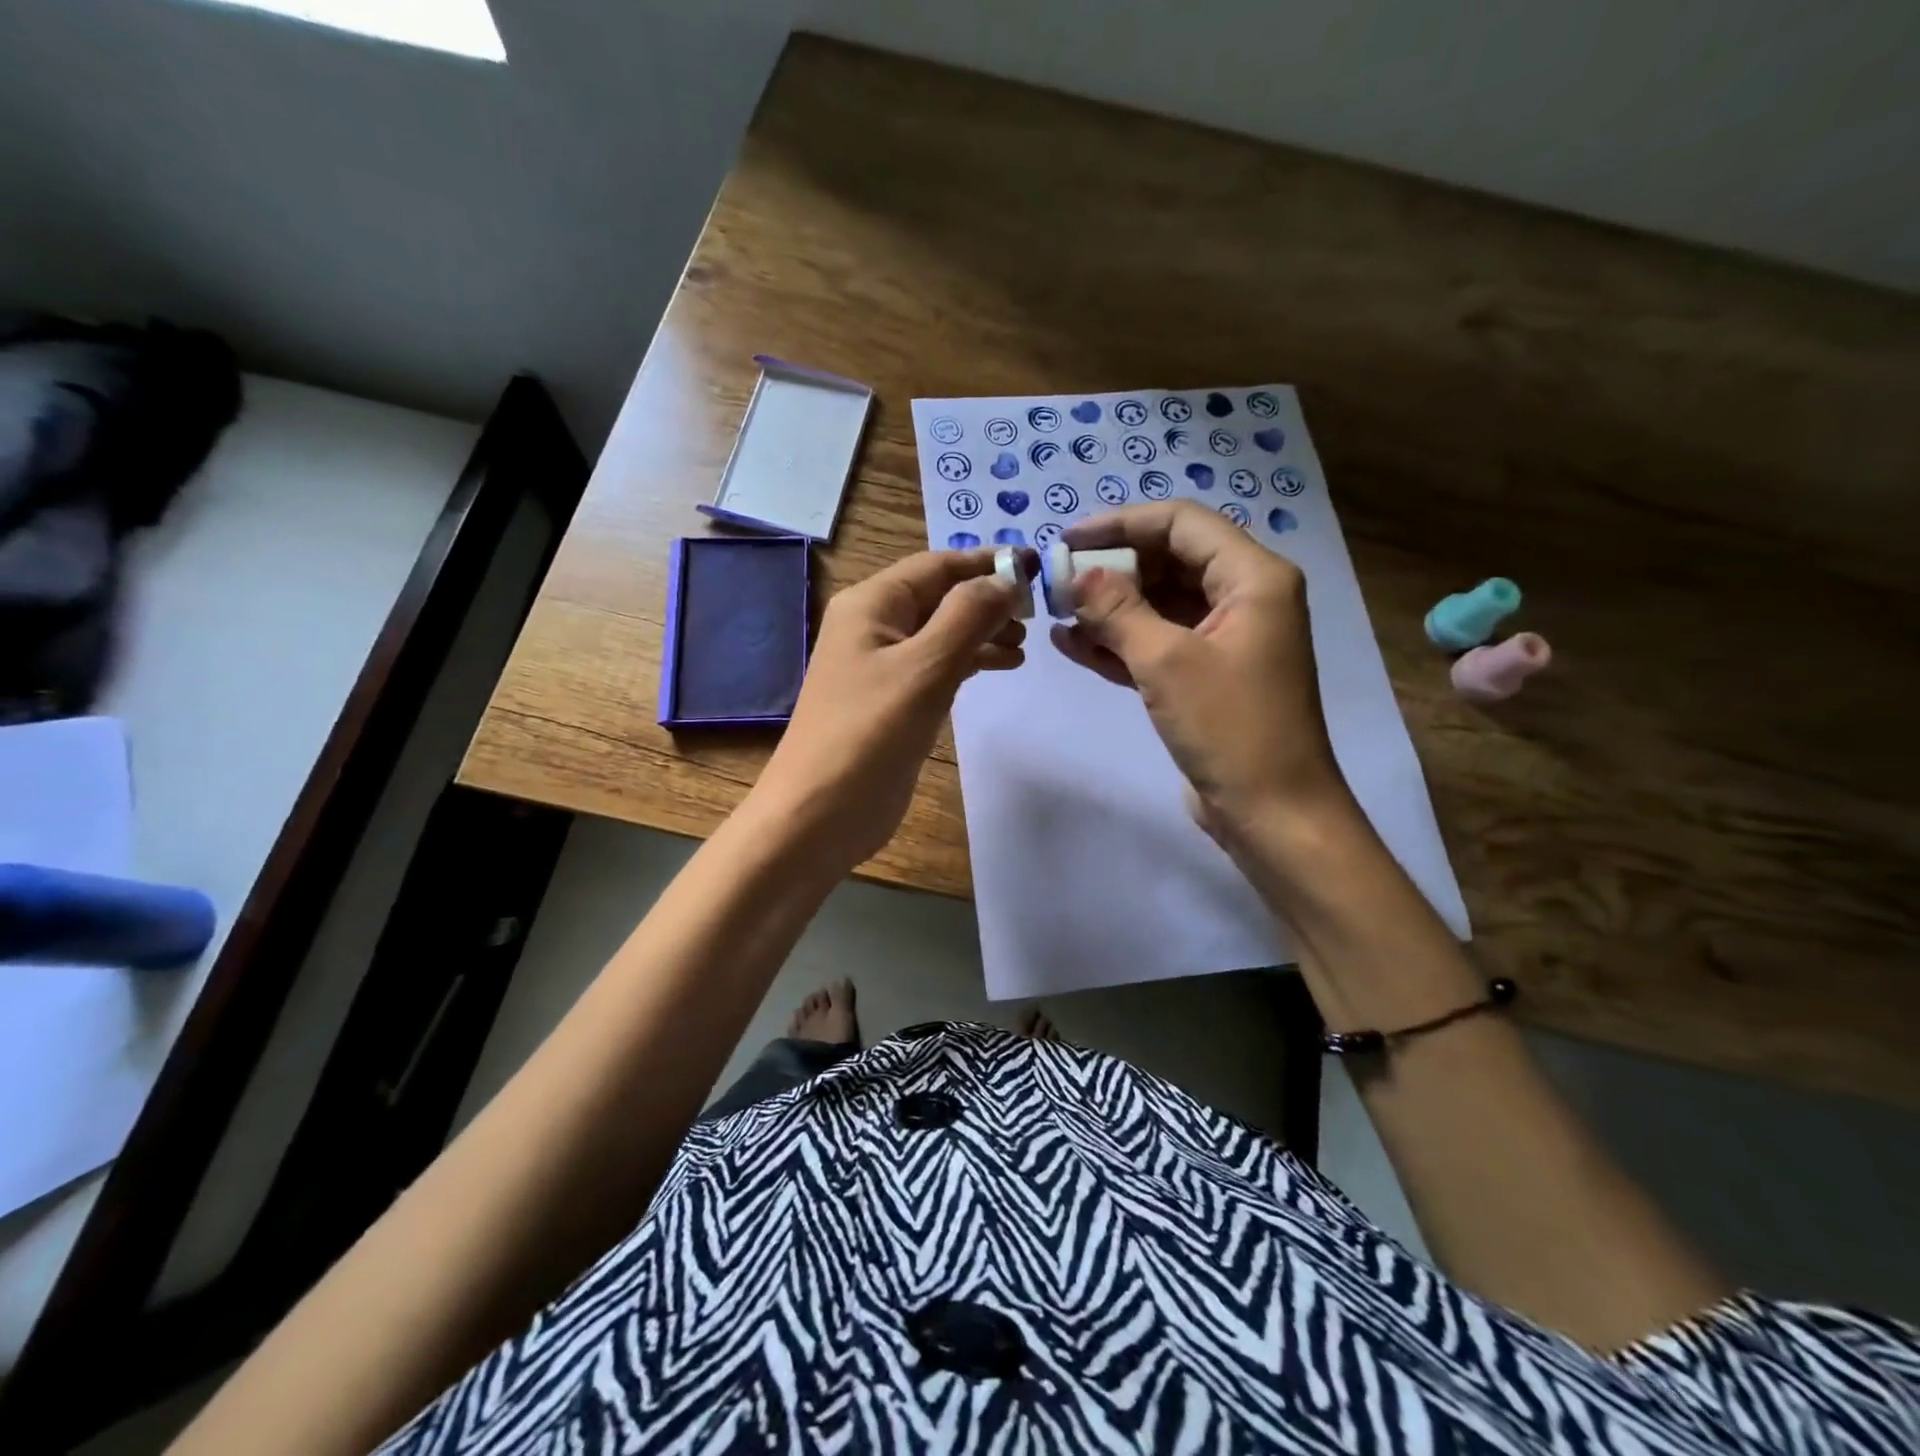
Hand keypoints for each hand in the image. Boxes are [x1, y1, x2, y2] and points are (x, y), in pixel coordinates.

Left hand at [754, 548, 1024, 869]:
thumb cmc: (870, 733)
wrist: (820, 813)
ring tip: (1024, 645)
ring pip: (942, 632)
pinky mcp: (892, 701)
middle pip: (941, 596)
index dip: (988, 563)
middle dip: (989, 600)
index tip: (1038, 567)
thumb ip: (969, 616)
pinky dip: (969, 661)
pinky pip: (937, 666)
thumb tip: (1007, 578)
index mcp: (872, 604)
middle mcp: (874, 626)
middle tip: (1038, 615)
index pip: (939, 566)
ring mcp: (881, 666)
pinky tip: (999, 666)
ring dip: (983, 632)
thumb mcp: (925, 667)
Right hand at [1051, 501, 1346, 841]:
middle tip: (1059, 582)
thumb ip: (1118, 610)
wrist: (1272, 812)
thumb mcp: (1167, 661)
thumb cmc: (1230, 727)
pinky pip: (1157, 643)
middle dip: (1113, 569)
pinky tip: (1072, 645)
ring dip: (1110, 607)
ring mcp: (1224, 639)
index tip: (1068, 539)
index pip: (1181, 523)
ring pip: (1159, 604)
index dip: (1121, 523)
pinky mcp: (1205, 676)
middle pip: (1169, 560)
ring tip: (1057, 613)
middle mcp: (1244, 598)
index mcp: (1253, 577)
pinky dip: (1119, 642)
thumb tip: (1076, 576)